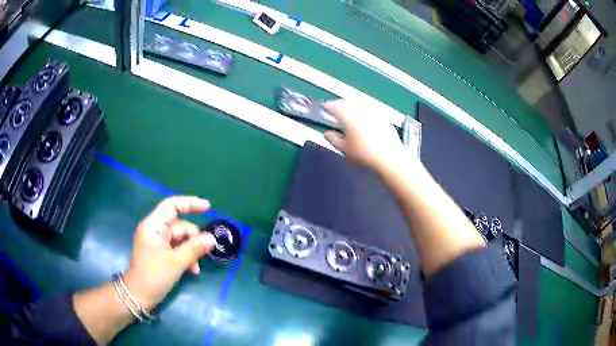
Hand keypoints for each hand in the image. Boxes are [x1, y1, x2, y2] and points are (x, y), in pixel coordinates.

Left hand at [122, 196, 216, 309]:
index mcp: (153, 226)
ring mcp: (156, 241)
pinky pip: (176, 247)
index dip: (190, 203)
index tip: (208, 208)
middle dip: (193, 238)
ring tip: (196, 268)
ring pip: (179, 238)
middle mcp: (154, 229)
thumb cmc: (153, 276)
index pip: (172, 205)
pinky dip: (185, 256)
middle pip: (179, 225)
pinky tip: (192, 270)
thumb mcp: (176, 263)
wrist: (138, 295)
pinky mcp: (158, 251)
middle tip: (205, 253)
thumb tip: (213, 238)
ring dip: (190, 250)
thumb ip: (194, 248)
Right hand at [323, 100, 406, 171]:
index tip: (325, 108)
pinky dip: (365, 113)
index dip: (329, 105)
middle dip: (341, 104)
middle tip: (337, 110)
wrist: (390, 159)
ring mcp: (375, 114)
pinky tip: (366, 122)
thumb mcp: (345, 150)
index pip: (336, 106)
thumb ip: (334, 140)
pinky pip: (372, 112)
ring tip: (351, 114)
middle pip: (349, 102)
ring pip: (361, 105)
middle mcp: (362, 112)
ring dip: (354, 106)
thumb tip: (327, 133)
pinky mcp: (384, 120)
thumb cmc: (364, 156)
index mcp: (350, 118)